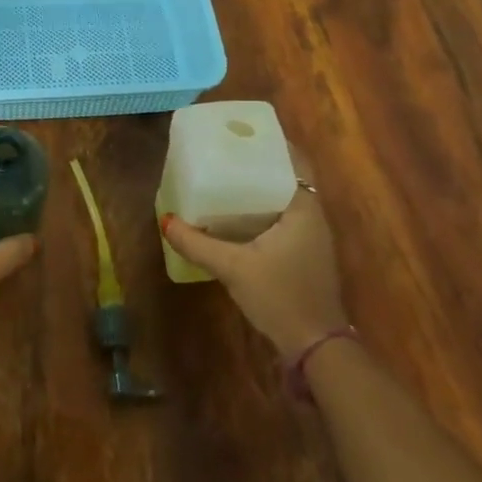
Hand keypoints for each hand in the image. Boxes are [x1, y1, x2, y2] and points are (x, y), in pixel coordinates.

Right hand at [161, 150, 348, 357]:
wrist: (316, 347)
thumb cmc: (280, 297)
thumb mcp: (233, 268)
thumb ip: (198, 244)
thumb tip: (165, 221)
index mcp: (303, 208)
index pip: (294, 160)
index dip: (272, 143)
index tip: (242, 134)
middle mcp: (313, 216)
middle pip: (289, 176)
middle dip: (261, 163)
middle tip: (227, 153)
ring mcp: (313, 238)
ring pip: (287, 199)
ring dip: (263, 187)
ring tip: (228, 177)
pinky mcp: (306, 256)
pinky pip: (286, 218)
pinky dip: (266, 209)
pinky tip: (239, 216)